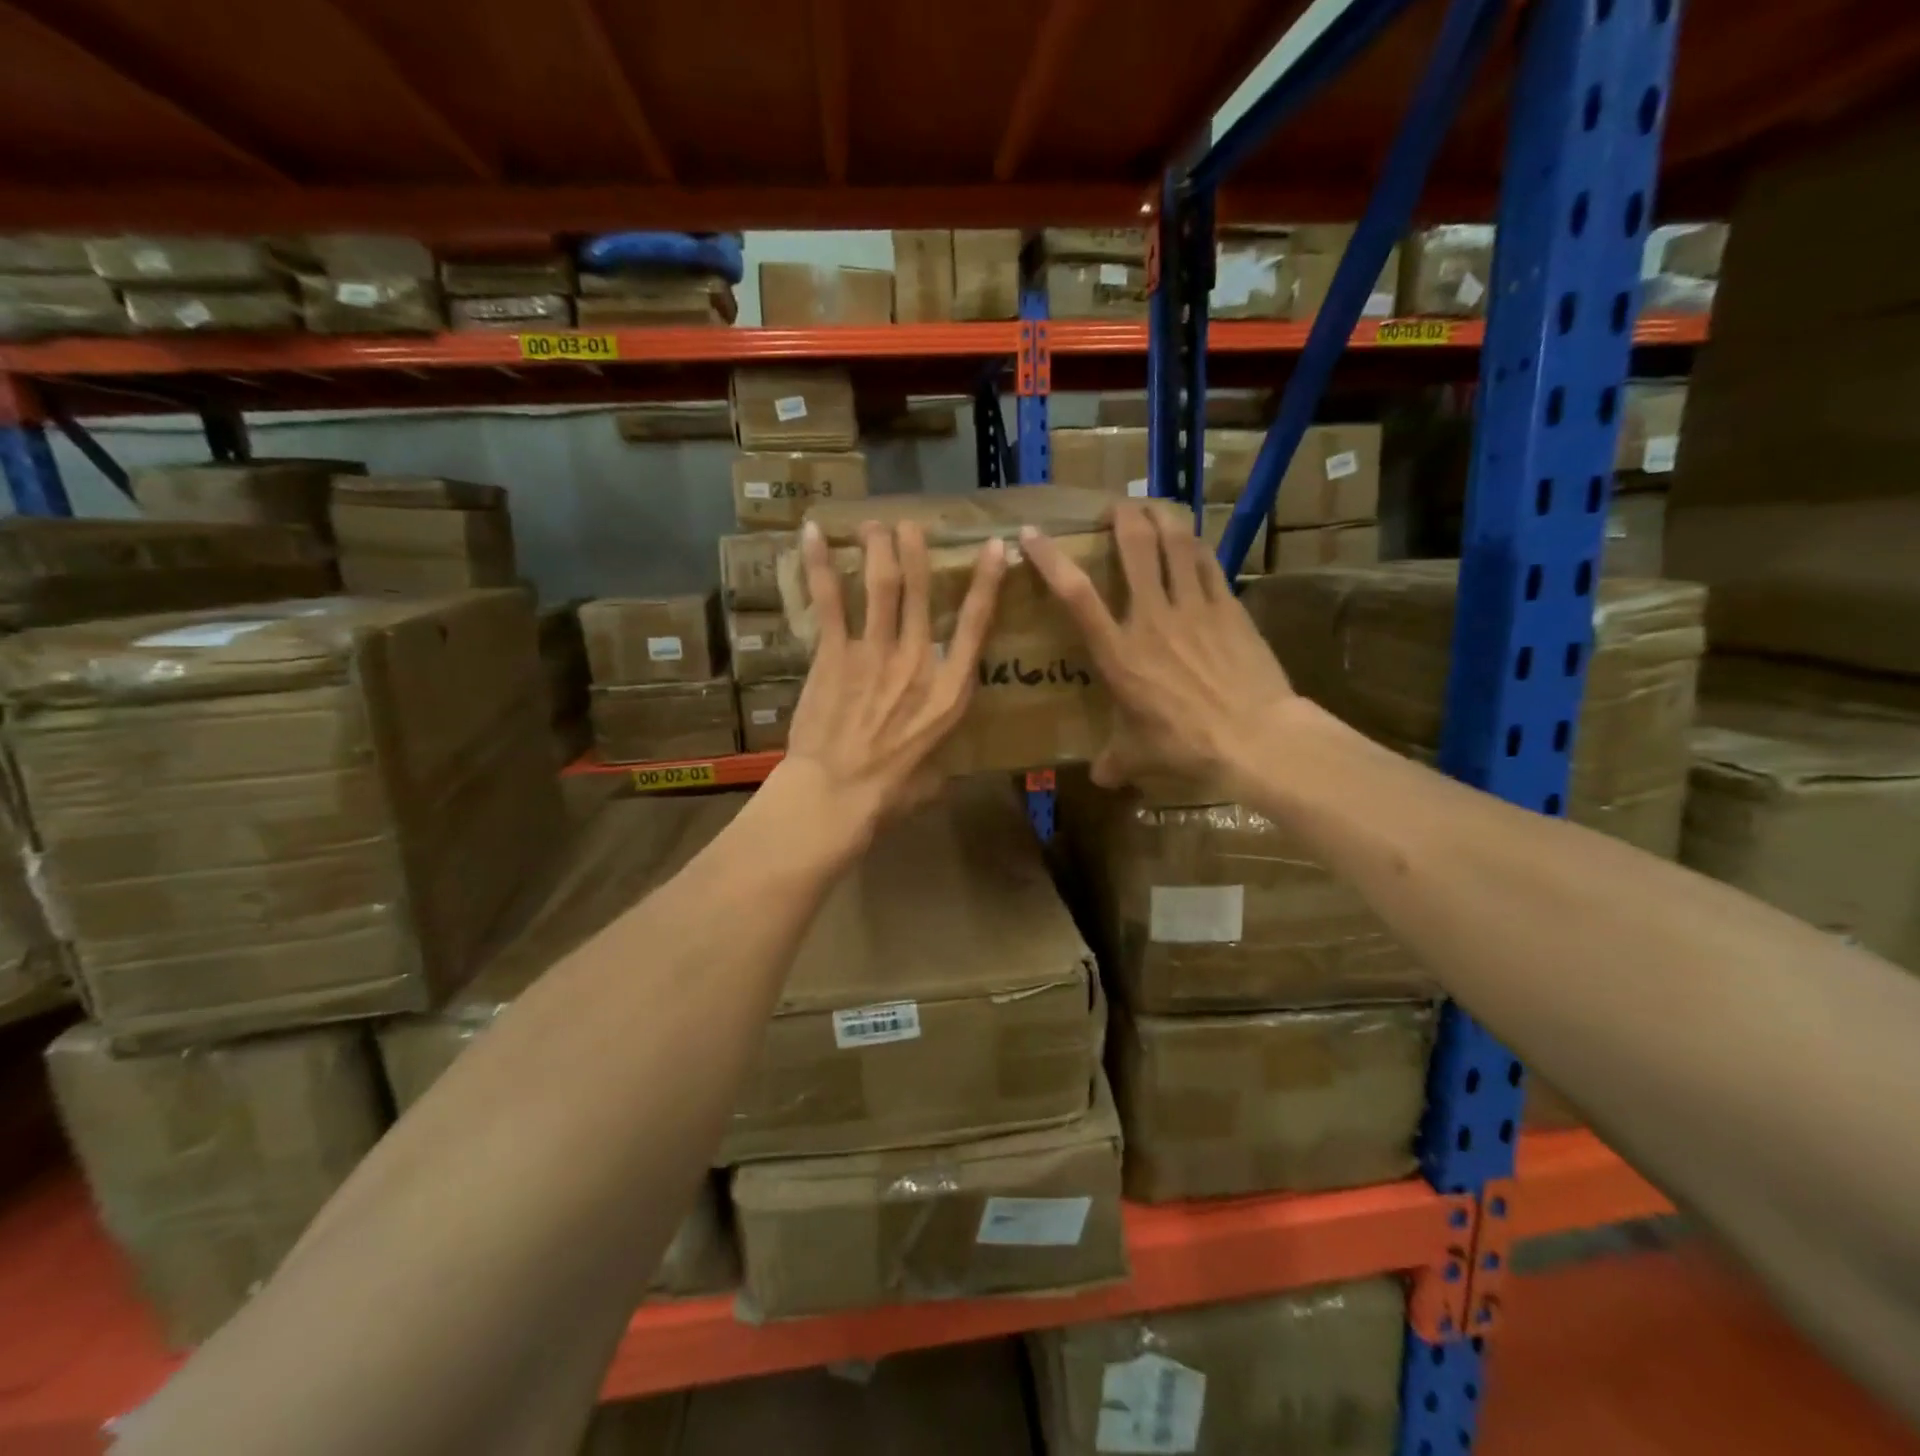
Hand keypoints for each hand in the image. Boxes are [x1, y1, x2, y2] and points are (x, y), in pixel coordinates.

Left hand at [780, 518, 1006, 842]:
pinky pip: (829, 601)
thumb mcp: (936, 773)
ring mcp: (874, 653)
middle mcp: (917, 661)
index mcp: (949, 691)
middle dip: (917, 552)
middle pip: (922, 593)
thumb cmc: (890, 792)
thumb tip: (939, 751)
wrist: (836, 794)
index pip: (976, 626)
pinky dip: (821, 565)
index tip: (995, 548)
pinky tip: (814, 534)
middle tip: (911, 526)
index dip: (988, 583)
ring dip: (878, 548)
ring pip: (881, 585)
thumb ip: (941, 749)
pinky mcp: (834, 654)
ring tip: (875, 523)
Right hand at [1020, 503, 1294, 791]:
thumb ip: (1113, 762)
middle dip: (1122, 518)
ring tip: (1152, 508)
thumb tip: (1099, 779)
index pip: (1075, 596)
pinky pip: (1208, 563)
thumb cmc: (1186, 746)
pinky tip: (1191, 540)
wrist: (1256, 738)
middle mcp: (1152, 619)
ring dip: (1161, 518)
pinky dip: (1195, 545)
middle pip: (1134, 549)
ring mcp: (1194, 608)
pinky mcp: (1229, 608)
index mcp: (1119, 653)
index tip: (1031, 535)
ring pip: (1175, 544)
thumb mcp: (1138, 758)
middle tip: (1116, 507)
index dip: (1050, 560)